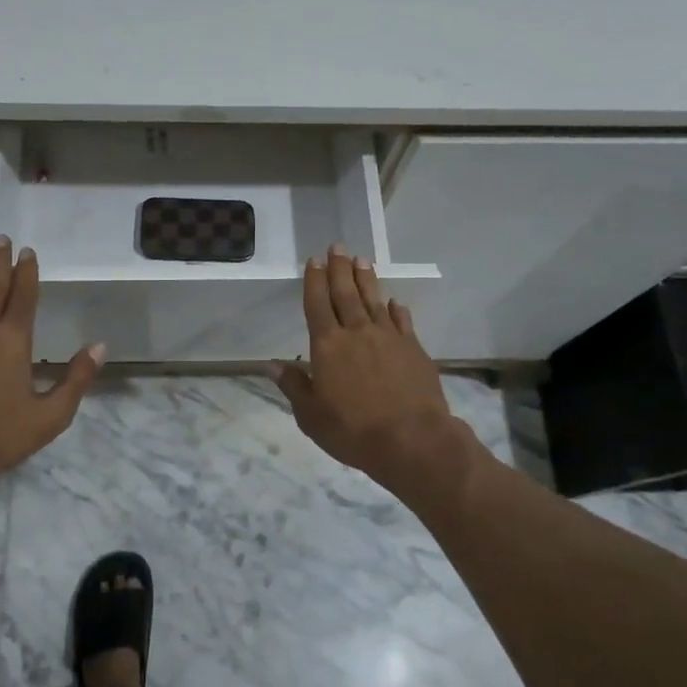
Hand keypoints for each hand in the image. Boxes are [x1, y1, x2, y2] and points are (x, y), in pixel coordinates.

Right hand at [271, 245, 466, 501]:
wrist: (413, 440)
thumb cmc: (353, 430)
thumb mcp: (311, 416)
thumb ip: (294, 386)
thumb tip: (272, 363)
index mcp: (328, 346)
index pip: (317, 304)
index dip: (314, 281)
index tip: (313, 260)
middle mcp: (357, 332)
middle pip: (346, 293)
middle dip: (339, 269)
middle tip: (337, 246)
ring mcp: (389, 338)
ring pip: (374, 300)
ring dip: (366, 279)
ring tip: (362, 260)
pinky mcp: (414, 349)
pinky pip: (402, 321)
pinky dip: (395, 309)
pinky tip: (393, 302)